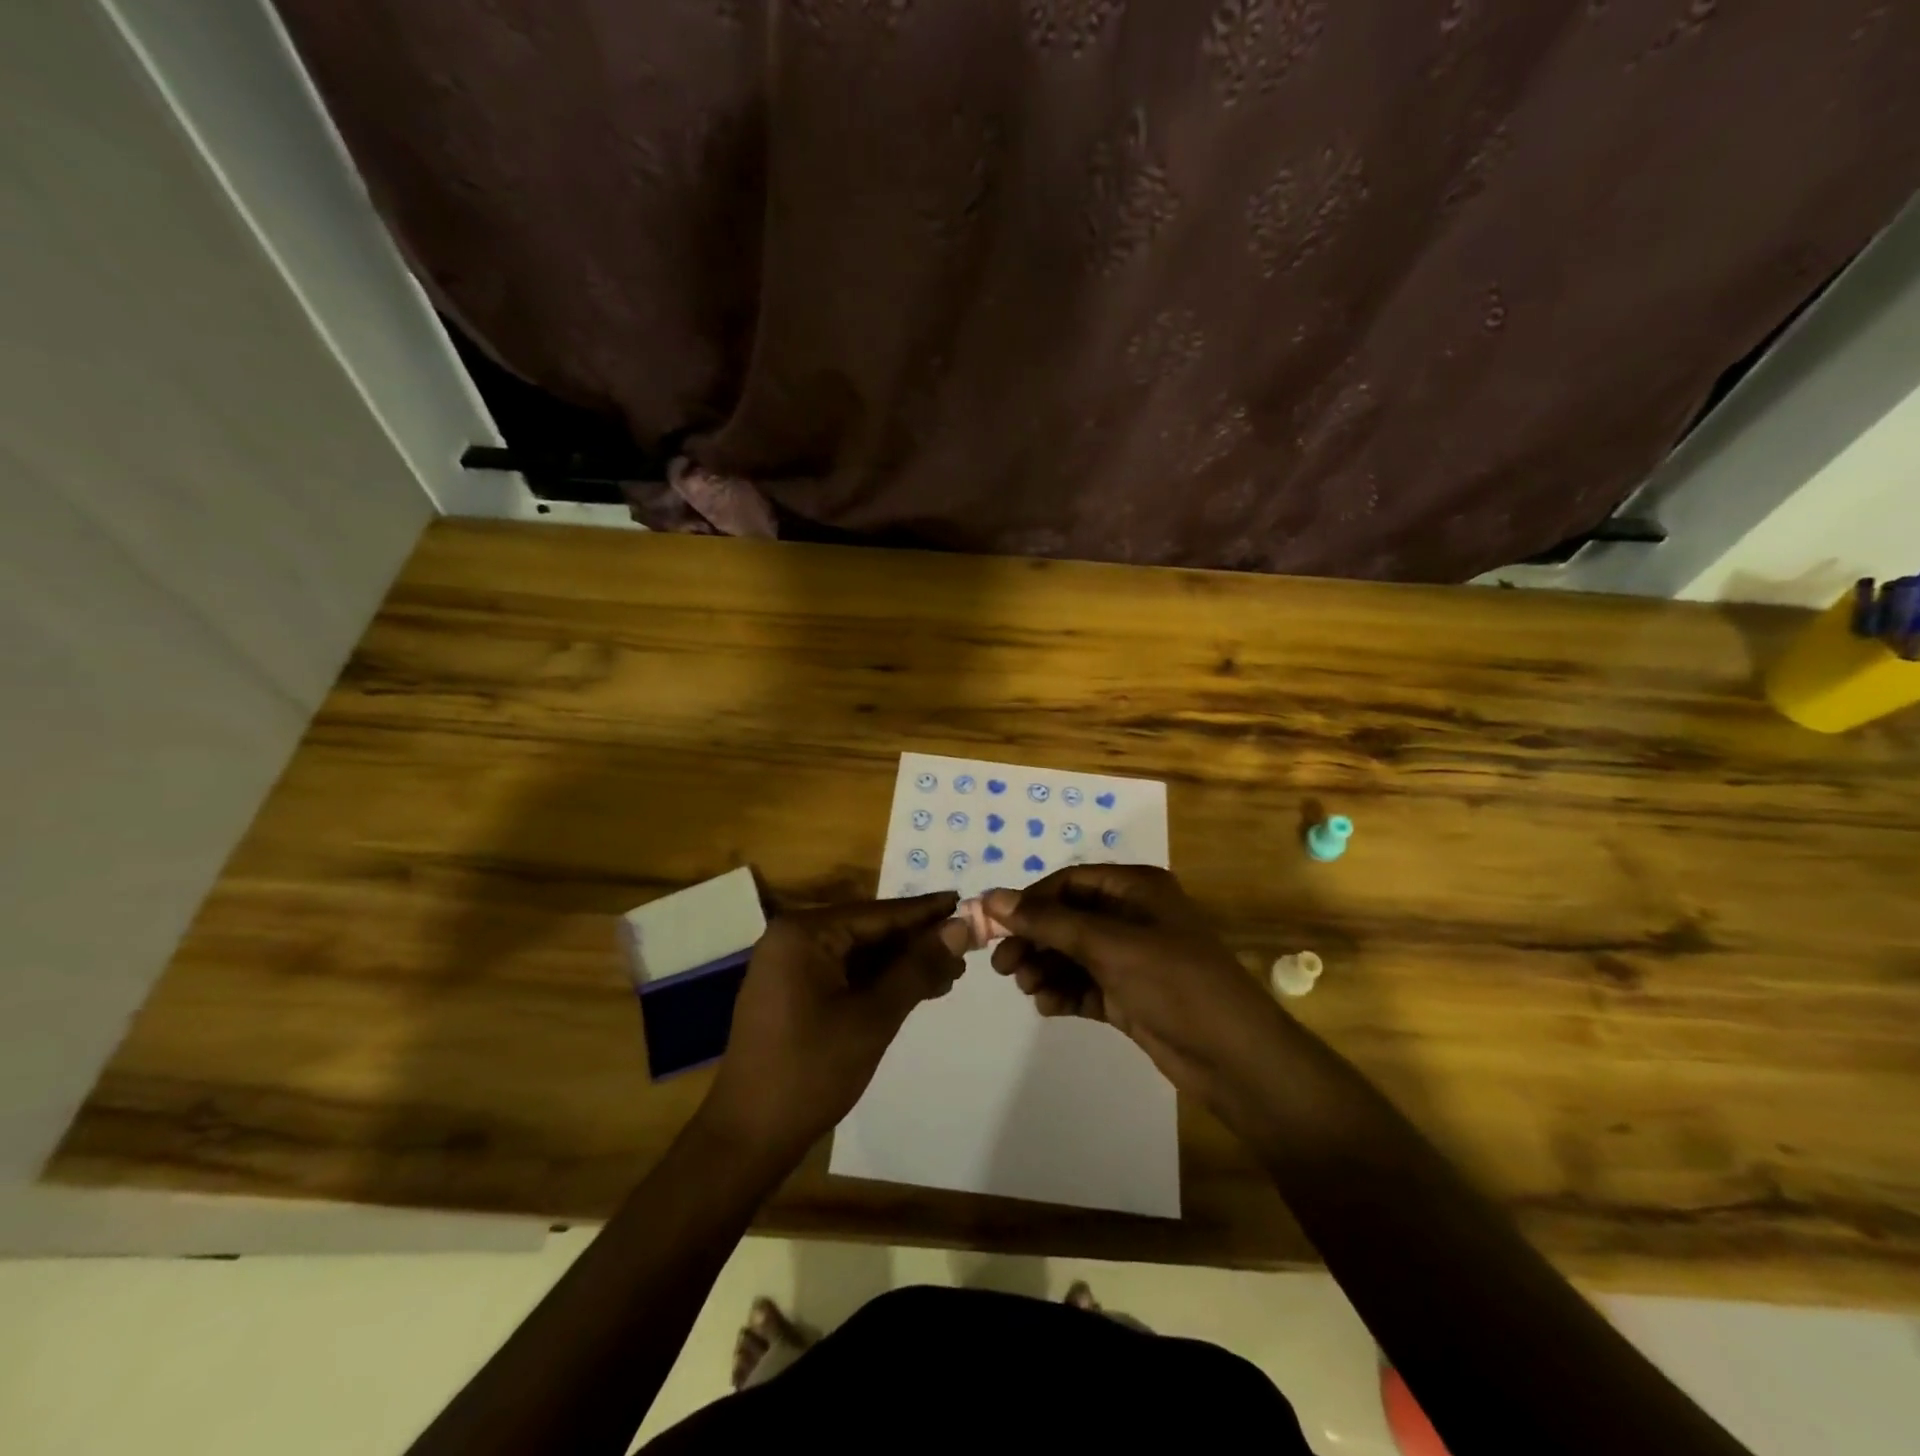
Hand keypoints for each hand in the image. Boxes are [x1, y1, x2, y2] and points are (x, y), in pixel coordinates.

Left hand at [701, 893, 970, 1161]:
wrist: (748, 1138)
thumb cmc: (811, 1071)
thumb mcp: (874, 1017)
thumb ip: (917, 967)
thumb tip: (960, 927)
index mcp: (804, 933)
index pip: (878, 913)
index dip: (925, 912)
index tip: (965, 902)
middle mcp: (793, 939)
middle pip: (869, 930)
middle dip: (917, 942)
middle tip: (966, 949)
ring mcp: (789, 966)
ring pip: (859, 954)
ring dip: (902, 964)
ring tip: (950, 974)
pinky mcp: (792, 992)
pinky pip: (844, 973)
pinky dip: (879, 982)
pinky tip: (914, 990)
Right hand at [984, 866, 1291, 1107]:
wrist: (1235, 1058)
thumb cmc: (1174, 984)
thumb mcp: (1109, 946)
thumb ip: (1049, 922)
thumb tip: (992, 897)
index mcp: (1136, 888)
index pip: (1069, 882)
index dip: (1031, 901)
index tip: (995, 926)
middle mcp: (1132, 916)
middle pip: (1067, 918)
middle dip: (1034, 940)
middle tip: (1002, 967)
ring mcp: (1132, 957)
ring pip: (1072, 954)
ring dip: (1046, 968)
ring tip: (1028, 989)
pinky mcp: (1129, 994)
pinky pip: (1085, 984)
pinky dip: (1064, 992)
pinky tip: (1048, 1006)